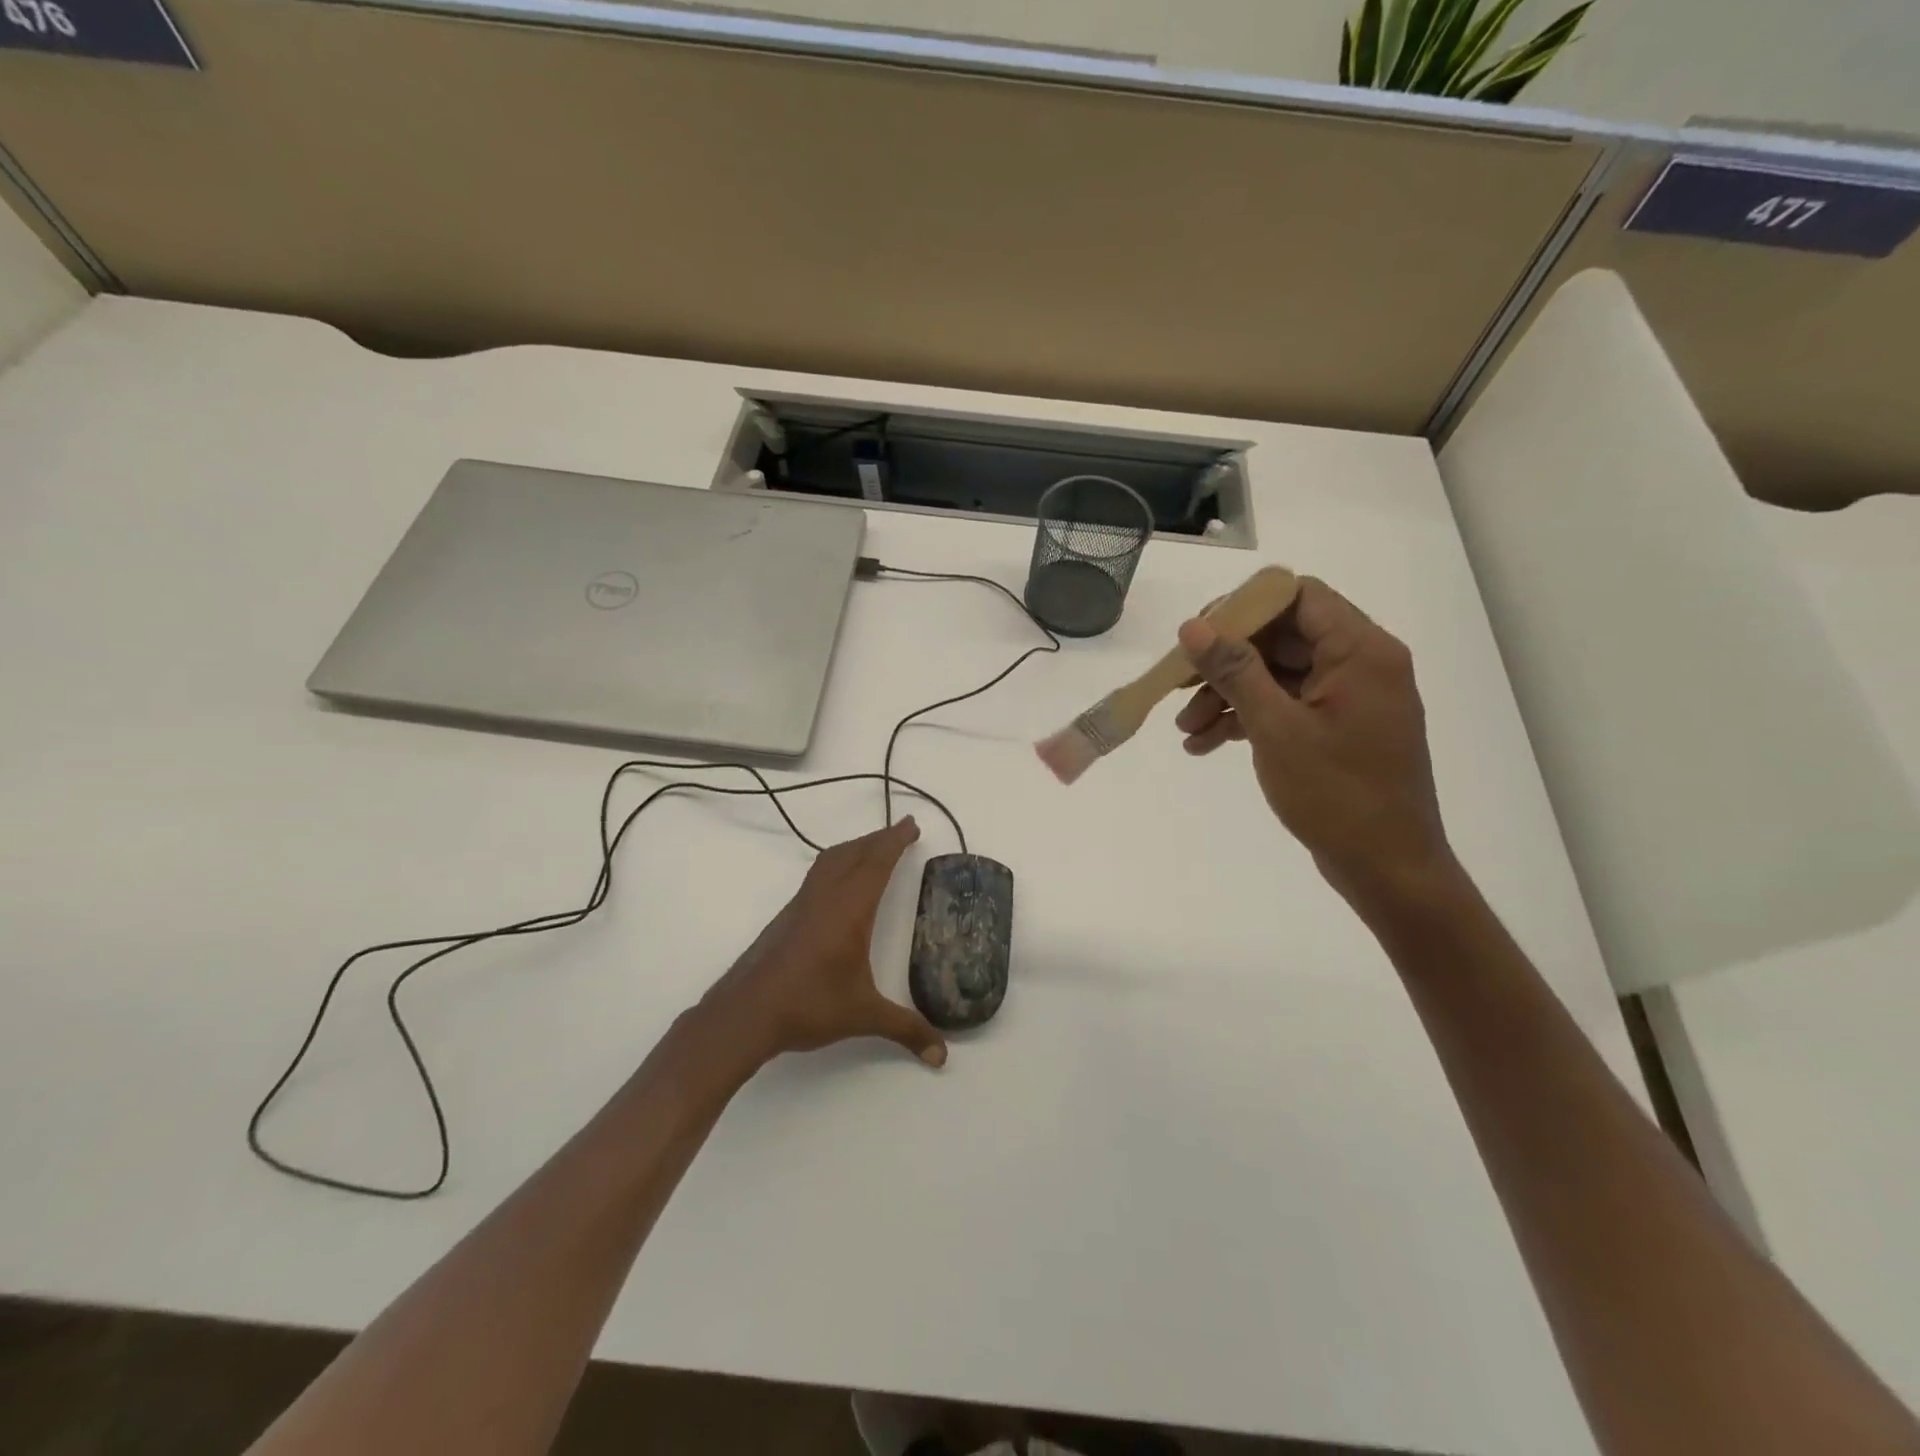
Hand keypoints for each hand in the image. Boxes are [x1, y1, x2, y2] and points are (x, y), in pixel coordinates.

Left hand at [702, 818, 946, 1070]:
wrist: (745, 1014)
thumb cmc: (808, 1006)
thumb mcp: (863, 1016)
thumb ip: (905, 1029)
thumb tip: (941, 1054)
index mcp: (848, 909)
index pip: (877, 863)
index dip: (895, 841)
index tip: (911, 824)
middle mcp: (825, 897)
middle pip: (853, 853)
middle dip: (878, 838)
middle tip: (901, 831)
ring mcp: (801, 905)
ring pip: (830, 861)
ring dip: (855, 848)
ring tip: (873, 849)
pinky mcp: (786, 918)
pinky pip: (817, 876)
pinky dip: (836, 865)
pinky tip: (839, 885)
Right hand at [1173, 578, 1455, 912]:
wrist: (1388, 868)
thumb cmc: (1337, 794)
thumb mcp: (1276, 728)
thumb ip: (1234, 670)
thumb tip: (1193, 626)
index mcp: (1360, 651)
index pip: (1298, 597)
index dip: (1243, 608)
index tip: (1198, 636)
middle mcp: (1361, 664)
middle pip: (1281, 638)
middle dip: (1225, 662)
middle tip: (1178, 684)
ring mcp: (1349, 698)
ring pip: (1277, 674)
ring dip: (1228, 695)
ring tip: (1185, 729)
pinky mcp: (1338, 727)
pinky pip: (1286, 705)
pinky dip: (1247, 719)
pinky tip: (1204, 745)